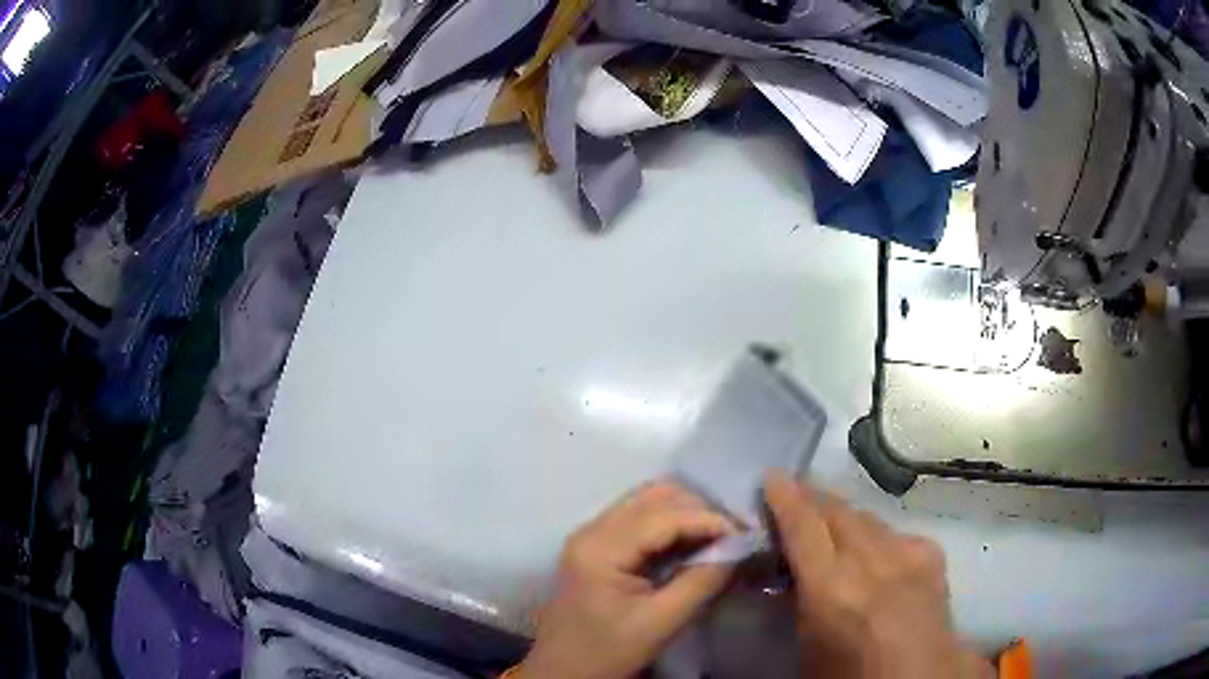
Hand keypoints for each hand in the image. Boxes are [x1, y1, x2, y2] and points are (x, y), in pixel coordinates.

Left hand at [516, 482, 738, 678]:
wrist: (563, 671)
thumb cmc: (607, 652)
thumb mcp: (659, 623)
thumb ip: (701, 582)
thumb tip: (738, 547)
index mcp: (601, 548)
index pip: (664, 515)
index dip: (709, 519)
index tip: (746, 535)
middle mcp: (592, 529)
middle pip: (654, 495)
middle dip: (699, 510)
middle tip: (732, 537)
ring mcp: (592, 535)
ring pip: (648, 501)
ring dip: (686, 513)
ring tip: (717, 539)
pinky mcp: (597, 545)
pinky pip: (640, 518)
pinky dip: (671, 524)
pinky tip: (692, 545)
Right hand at [764, 471, 992, 678]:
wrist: (919, 678)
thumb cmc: (850, 674)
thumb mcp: (808, 643)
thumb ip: (800, 598)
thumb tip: (791, 568)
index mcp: (833, 589)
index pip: (804, 527)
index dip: (786, 498)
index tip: (773, 476)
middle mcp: (871, 560)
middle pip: (838, 511)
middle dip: (813, 497)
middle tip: (794, 491)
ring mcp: (907, 552)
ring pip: (868, 517)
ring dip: (844, 514)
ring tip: (829, 516)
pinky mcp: (931, 553)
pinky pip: (896, 532)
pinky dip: (877, 535)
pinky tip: (874, 550)